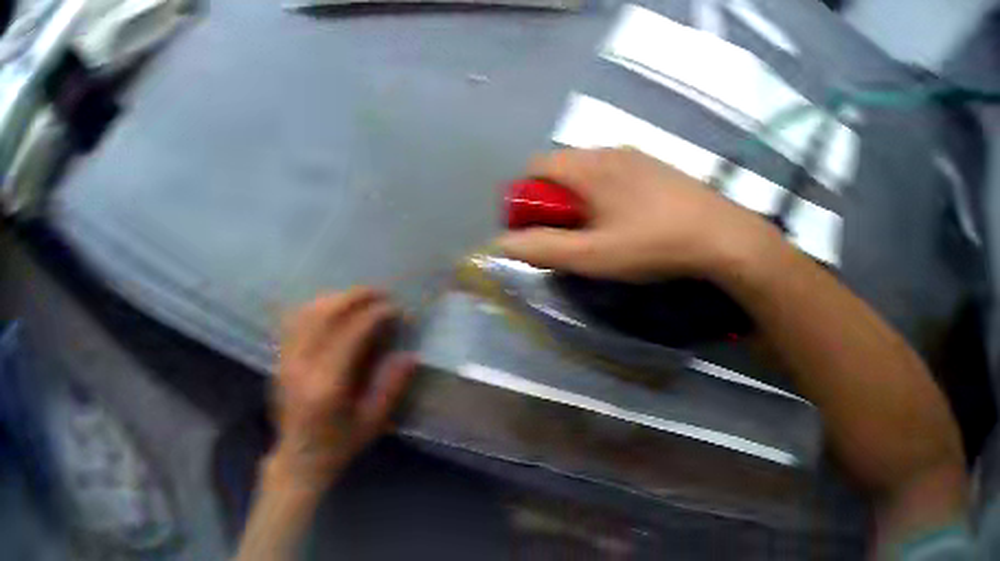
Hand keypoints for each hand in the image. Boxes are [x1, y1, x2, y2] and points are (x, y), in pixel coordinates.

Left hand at [269, 287, 414, 487]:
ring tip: (358, 298)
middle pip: (326, 314)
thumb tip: (410, 355)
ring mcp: (286, 359)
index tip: (396, 310)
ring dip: (334, 299)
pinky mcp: (279, 358)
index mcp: (327, 384)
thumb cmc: (338, 445)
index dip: (375, 315)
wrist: (299, 457)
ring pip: (307, 312)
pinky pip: (294, 321)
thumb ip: (390, 388)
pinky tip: (329, 308)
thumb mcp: (371, 423)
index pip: (351, 334)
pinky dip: (314, 307)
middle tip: (379, 294)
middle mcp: (302, 365)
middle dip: (355, 297)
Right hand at [497, 148, 778, 281]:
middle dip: (555, 199)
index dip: (526, 196)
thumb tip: (501, 243)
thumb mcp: (593, 256)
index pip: (535, 166)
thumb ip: (543, 249)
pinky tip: (633, 220)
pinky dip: (610, 192)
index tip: (540, 228)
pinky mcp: (658, 166)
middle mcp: (608, 150)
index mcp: (587, 166)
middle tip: (573, 235)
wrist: (720, 235)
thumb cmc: (652, 244)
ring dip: (584, 196)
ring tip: (604, 231)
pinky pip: (618, 172)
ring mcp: (637, 155)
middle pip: (563, 167)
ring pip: (592, 169)